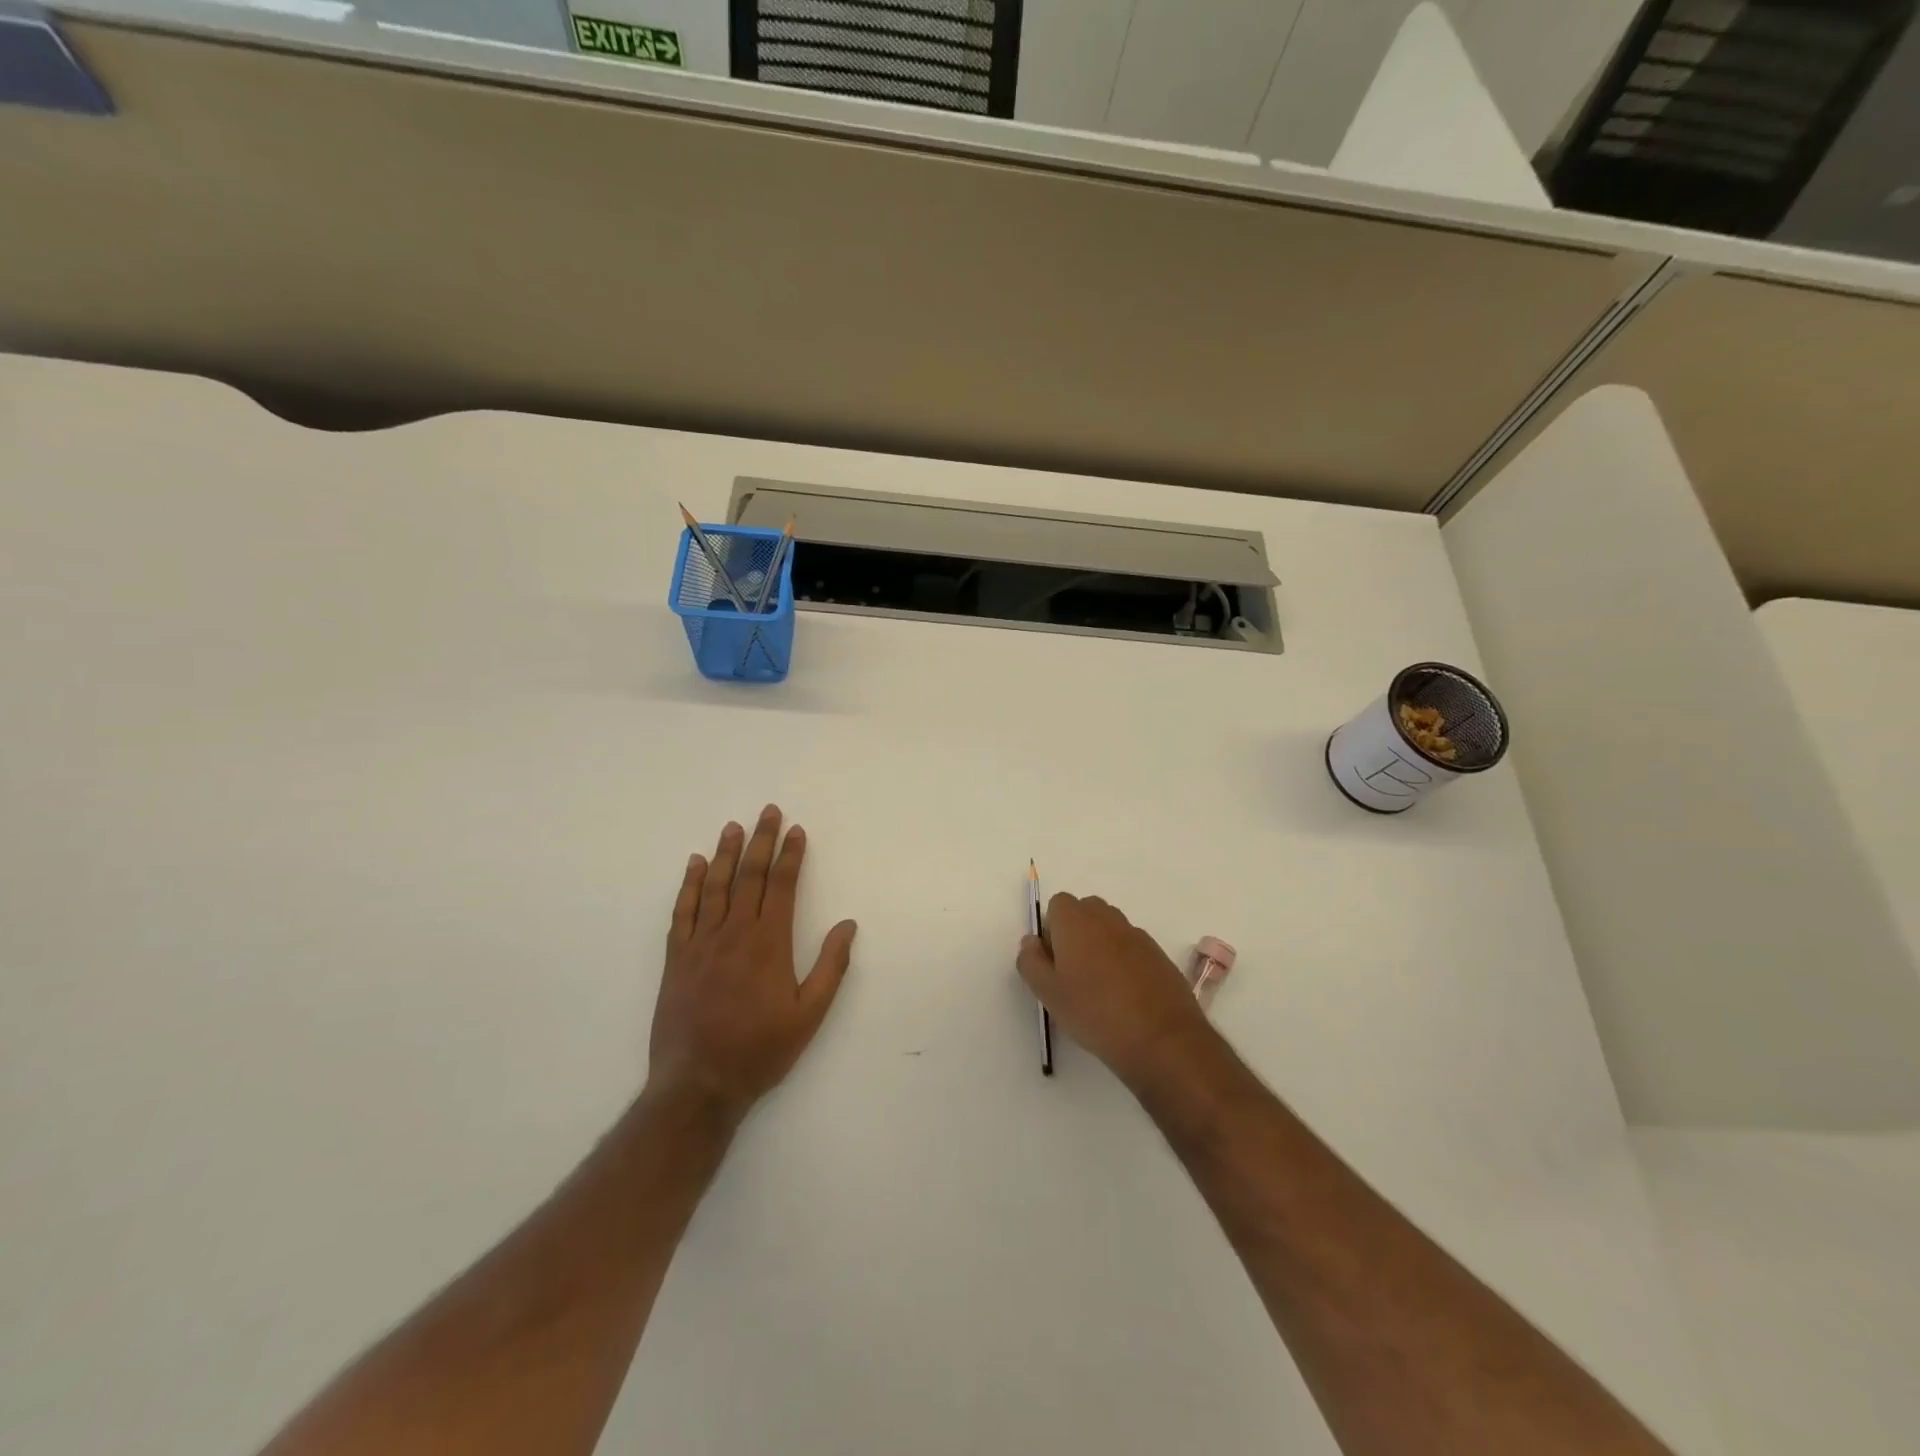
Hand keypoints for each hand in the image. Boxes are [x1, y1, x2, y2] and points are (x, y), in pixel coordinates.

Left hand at [648, 805, 857, 1120]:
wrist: (698, 1085)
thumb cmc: (760, 1050)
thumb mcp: (809, 1014)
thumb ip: (830, 967)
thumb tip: (848, 925)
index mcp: (769, 943)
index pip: (781, 886)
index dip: (790, 856)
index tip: (796, 830)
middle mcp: (734, 933)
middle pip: (749, 876)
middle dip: (761, 841)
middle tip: (768, 812)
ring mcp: (701, 943)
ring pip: (716, 886)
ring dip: (727, 853)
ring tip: (734, 826)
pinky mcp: (677, 958)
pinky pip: (683, 911)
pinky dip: (690, 885)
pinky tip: (696, 865)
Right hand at [1017, 893, 1217, 1087]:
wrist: (1162, 1039)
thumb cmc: (1095, 1013)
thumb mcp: (1049, 994)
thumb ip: (1031, 962)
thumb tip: (1031, 941)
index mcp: (1076, 921)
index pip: (1058, 904)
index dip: (1052, 928)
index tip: (1053, 960)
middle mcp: (1107, 919)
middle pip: (1086, 911)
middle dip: (1076, 933)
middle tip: (1073, 973)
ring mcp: (1137, 935)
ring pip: (1110, 929)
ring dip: (1101, 946)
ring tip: (1100, 987)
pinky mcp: (1159, 955)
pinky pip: (1133, 948)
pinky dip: (1125, 961)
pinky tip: (1126, 996)